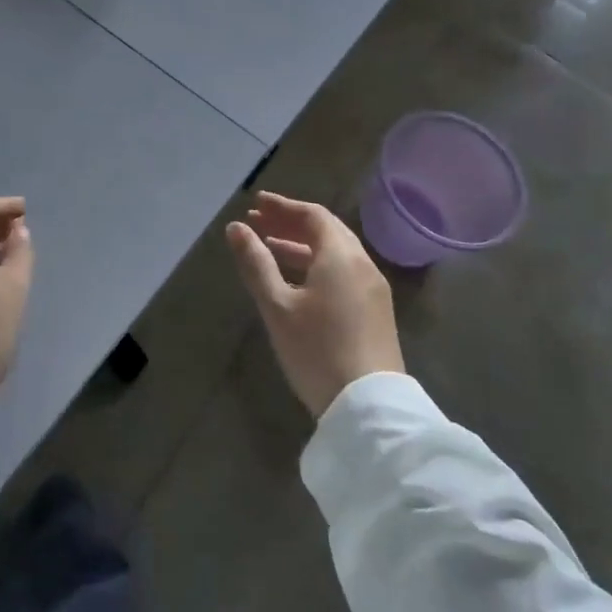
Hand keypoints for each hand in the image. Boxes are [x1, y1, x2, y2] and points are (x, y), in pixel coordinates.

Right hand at [226, 191, 403, 418]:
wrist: (369, 407)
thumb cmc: (317, 350)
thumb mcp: (277, 306)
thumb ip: (256, 263)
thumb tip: (236, 228)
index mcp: (340, 255)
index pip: (313, 215)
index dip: (283, 206)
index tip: (256, 204)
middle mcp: (362, 264)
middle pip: (327, 230)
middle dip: (291, 222)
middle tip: (259, 222)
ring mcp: (373, 288)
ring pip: (336, 252)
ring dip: (303, 244)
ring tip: (270, 247)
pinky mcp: (376, 311)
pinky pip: (344, 271)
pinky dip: (318, 263)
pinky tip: (298, 280)